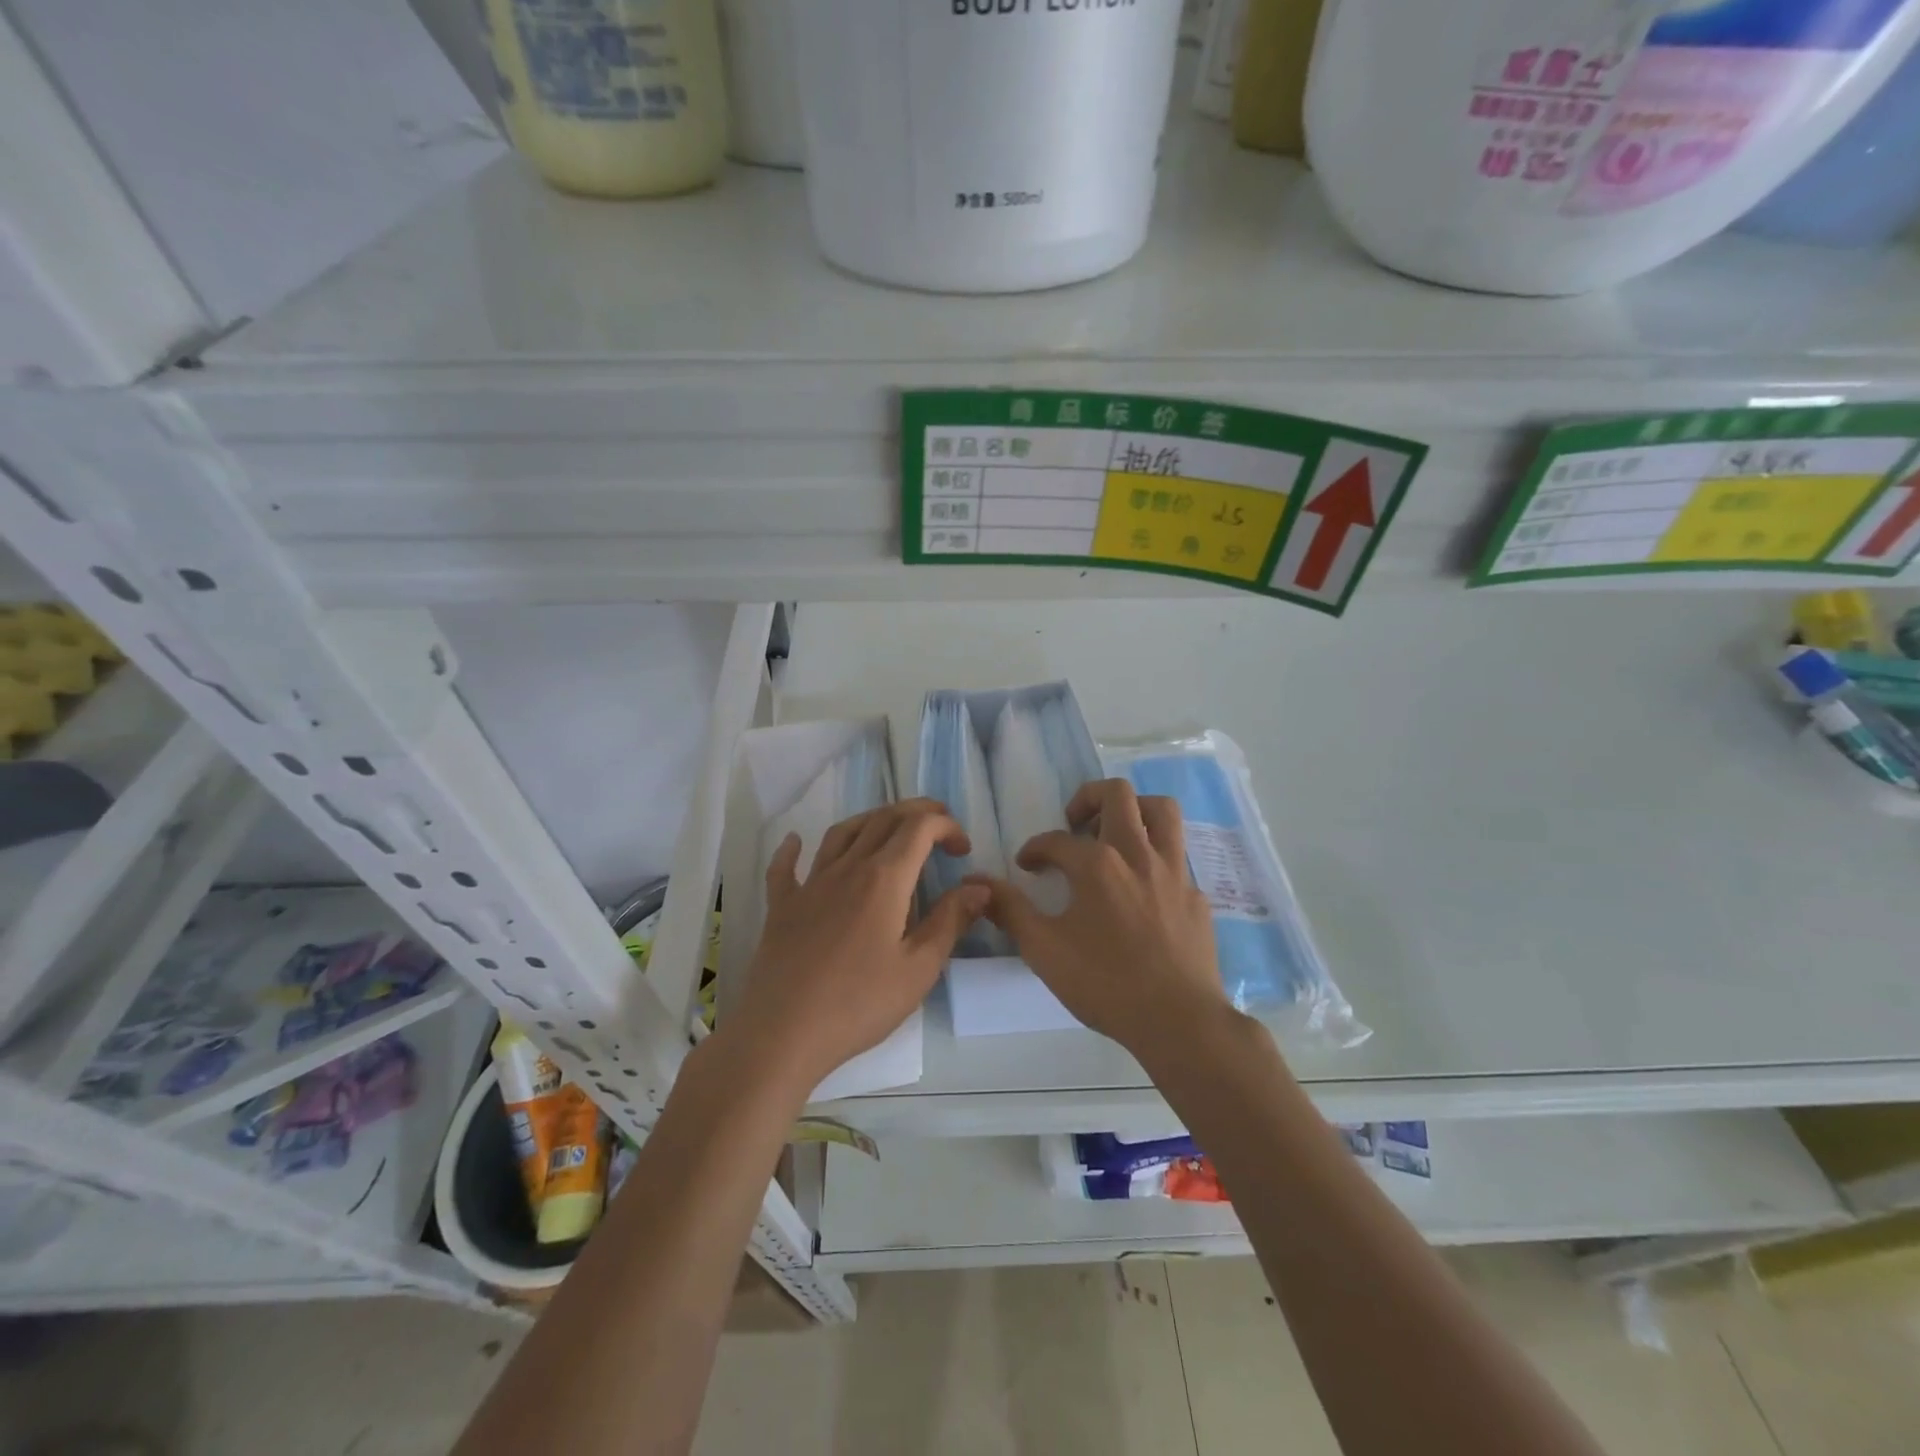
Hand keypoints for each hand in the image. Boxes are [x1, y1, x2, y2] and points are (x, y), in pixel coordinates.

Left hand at [729, 798, 986, 1093]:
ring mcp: (810, 885)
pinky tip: (794, 842)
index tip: (963, 850)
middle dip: (916, 813)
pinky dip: (792, 848)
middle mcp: (847, 868)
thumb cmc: (859, 1004)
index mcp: (884, 879)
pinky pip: (785, 867)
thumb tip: (979, 887)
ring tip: (890, 829)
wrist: (782, 1033)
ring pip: (842, 832)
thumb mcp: (918, 968)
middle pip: (883, 820)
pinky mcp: (782, 907)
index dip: (946, 826)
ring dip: (871, 820)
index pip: (919, 828)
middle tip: (939, 829)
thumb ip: (950, 921)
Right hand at [976, 779, 1232, 1057]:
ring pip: (1162, 810)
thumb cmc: (1105, 983)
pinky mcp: (1196, 895)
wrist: (1179, 1021)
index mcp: (1097, 864)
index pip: (1056, 839)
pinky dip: (1156, 859)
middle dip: (1088, 798)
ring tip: (1115, 833)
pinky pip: (1177, 858)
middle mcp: (1137, 854)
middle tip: (1074, 825)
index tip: (1027, 866)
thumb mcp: (1044, 950)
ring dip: (1135, 809)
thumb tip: (977, 882)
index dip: (1035, 849)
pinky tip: (1144, 889)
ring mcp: (1174, 872)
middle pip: (1117, 793)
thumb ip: (1010, 910)